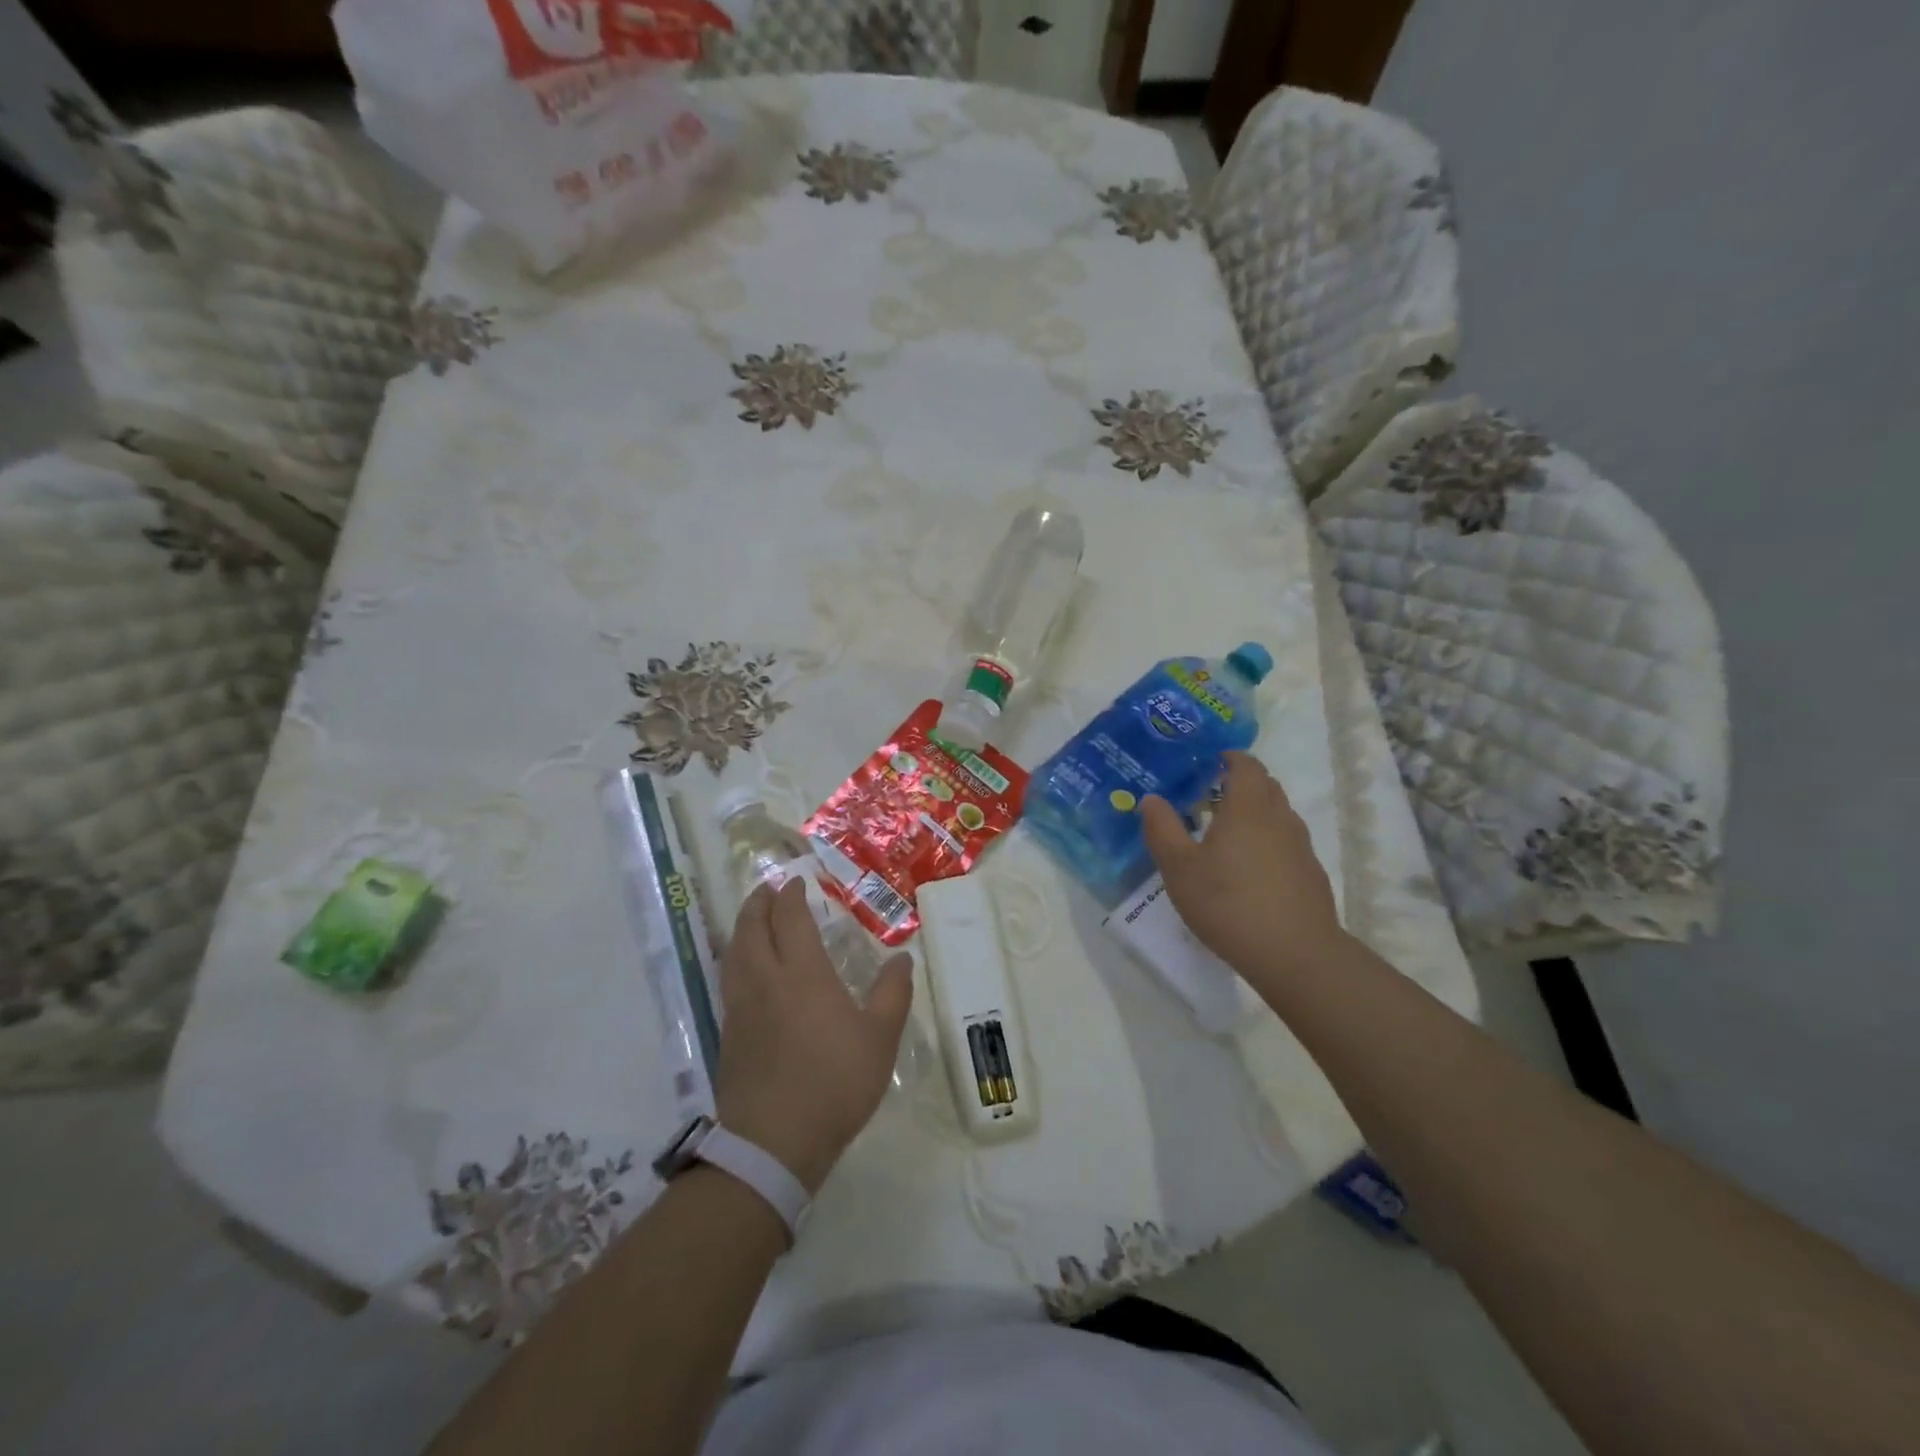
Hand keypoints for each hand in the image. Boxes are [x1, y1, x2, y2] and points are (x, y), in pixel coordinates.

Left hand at [714, 880, 913, 1194]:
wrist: (773, 1143)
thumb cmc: (834, 1083)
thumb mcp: (879, 1039)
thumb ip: (892, 993)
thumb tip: (903, 958)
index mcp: (802, 973)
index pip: (790, 919)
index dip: (791, 896)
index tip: (796, 882)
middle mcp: (765, 980)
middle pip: (752, 928)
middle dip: (758, 903)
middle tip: (768, 889)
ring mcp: (741, 1007)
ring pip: (734, 952)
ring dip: (742, 927)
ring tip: (753, 920)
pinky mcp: (729, 1034)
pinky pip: (728, 979)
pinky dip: (736, 958)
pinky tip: (746, 970)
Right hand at [1141, 752, 1346, 994]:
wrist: (1295, 954)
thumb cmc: (1228, 903)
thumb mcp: (1179, 868)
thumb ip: (1162, 829)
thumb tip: (1151, 798)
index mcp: (1248, 806)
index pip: (1246, 764)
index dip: (1228, 758)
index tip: (1206, 764)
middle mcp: (1280, 817)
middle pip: (1264, 786)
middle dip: (1238, 784)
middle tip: (1206, 798)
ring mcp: (1300, 846)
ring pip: (1276, 815)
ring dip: (1252, 814)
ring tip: (1223, 835)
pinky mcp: (1310, 873)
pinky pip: (1285, 843)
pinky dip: (1265, 842)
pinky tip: (1247, 872)